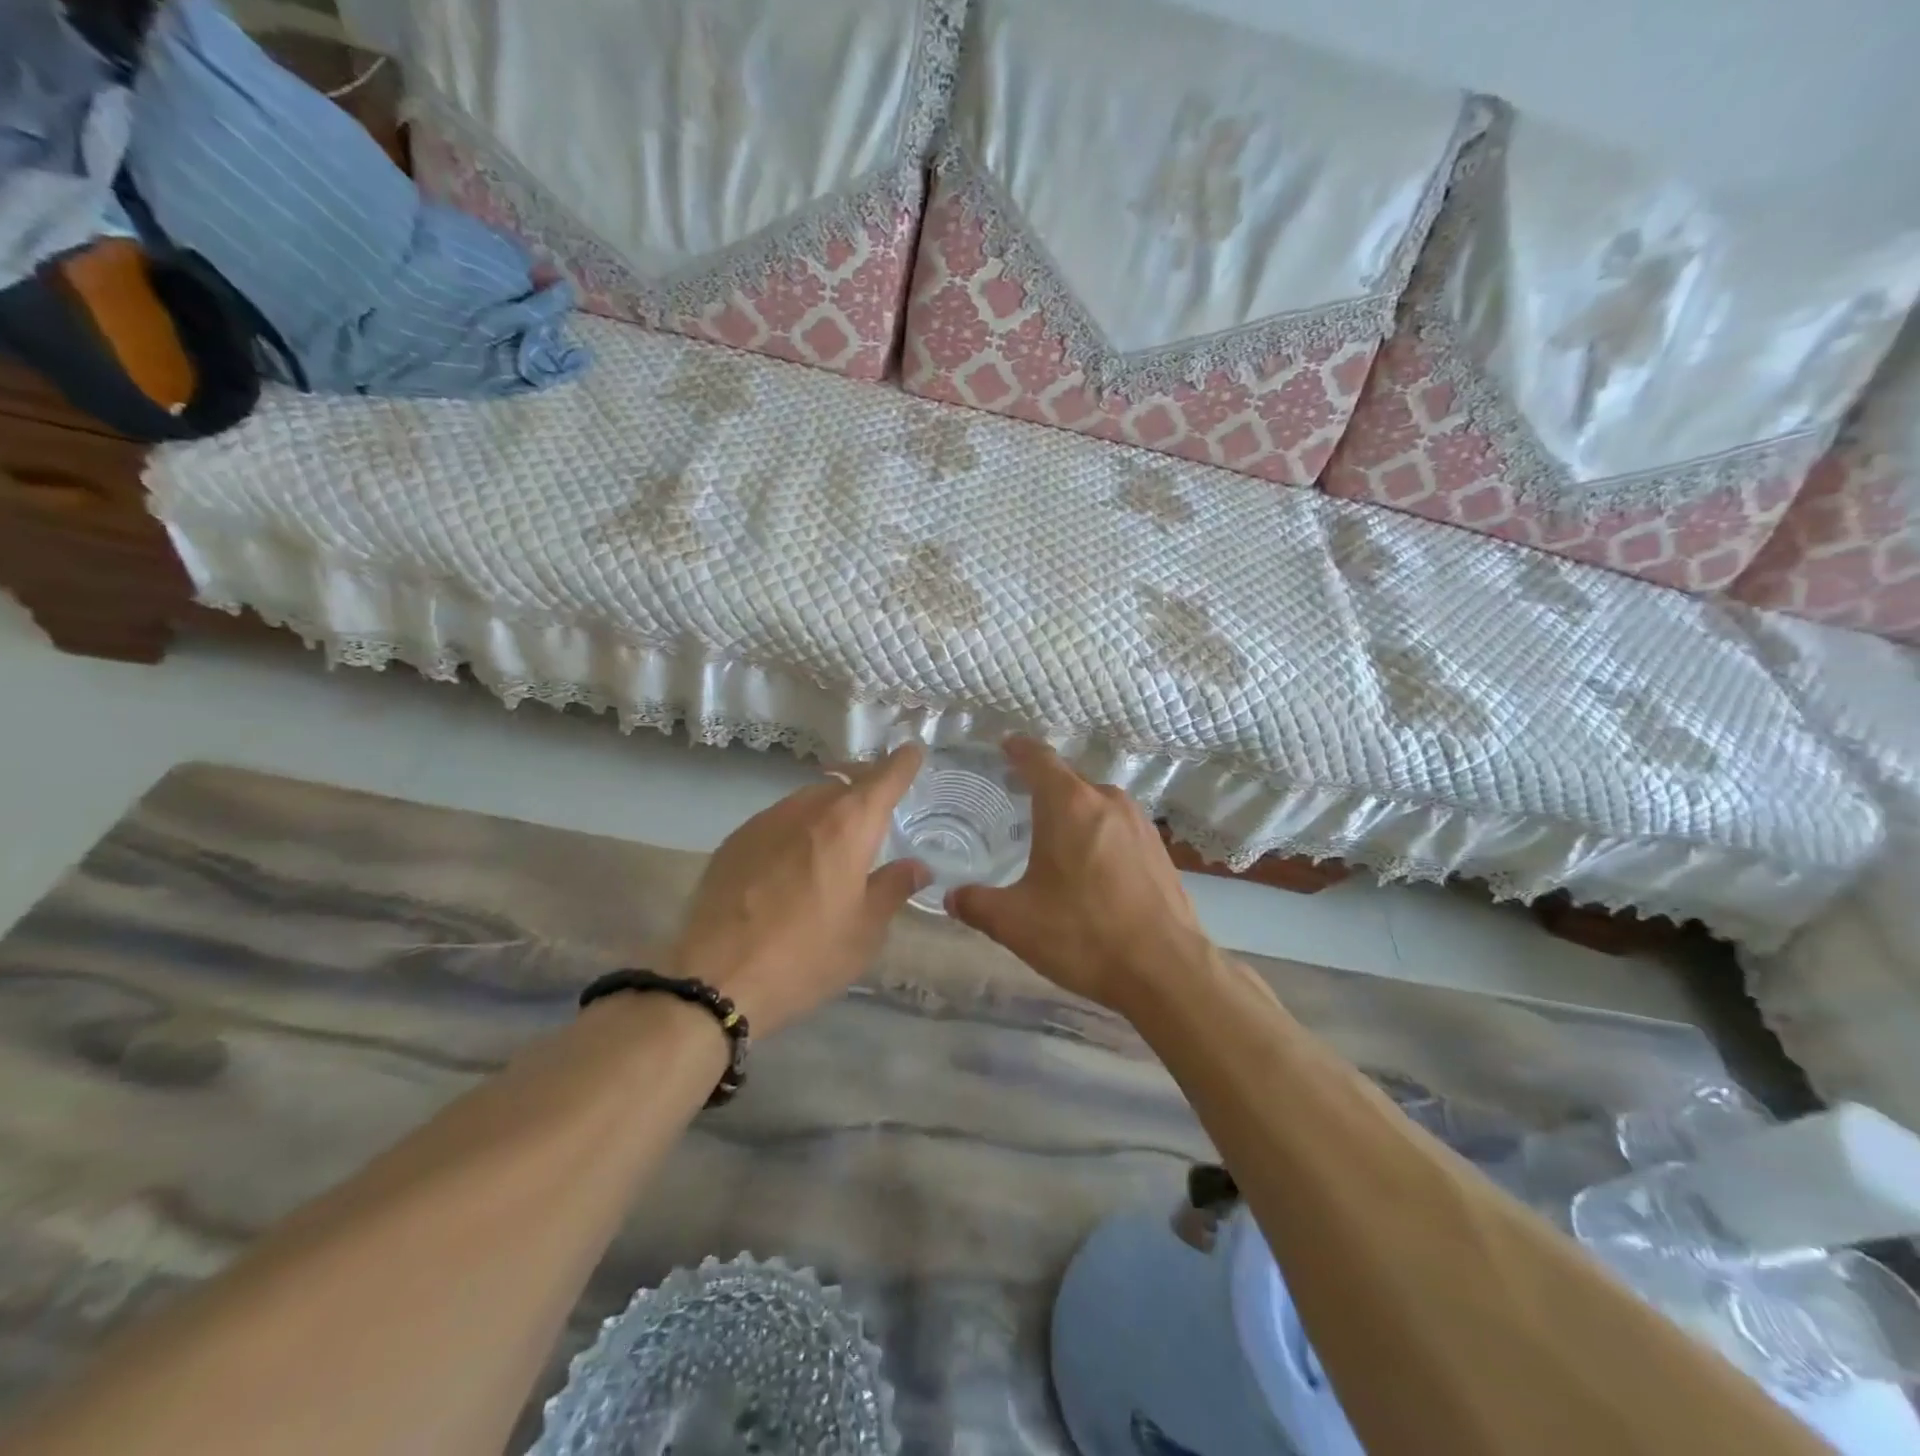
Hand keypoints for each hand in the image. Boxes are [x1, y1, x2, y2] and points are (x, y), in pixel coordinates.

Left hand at [666, 745, 930, 1036]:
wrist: (716, 979)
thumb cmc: (807, 955)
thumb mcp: (865, 930)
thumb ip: (893, 888)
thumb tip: (917, 866)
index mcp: (848, 825)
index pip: (884, 777)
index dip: (902, 763)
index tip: (912, 752)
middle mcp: (807, 809)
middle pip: (843, 783)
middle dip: (864, 788)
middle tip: (877, 812)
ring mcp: (764, 821)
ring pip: (807, 801)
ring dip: (827, 810)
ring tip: (834, 843)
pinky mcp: (734, 841)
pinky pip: (776, 821)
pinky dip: (795, 830)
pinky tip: (791, 865)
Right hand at [945, 738, 1213, 1012]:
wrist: (1166, 971)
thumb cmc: (1083, 935)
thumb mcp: (1015, 923)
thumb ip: (976, 904)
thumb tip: (951, 896)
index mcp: (1069, 804)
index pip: (1038, 757)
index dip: (1017, 748)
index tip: (1003, 746)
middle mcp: (1106, 801)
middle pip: (1067, 780)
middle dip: (1041, 786)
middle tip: (1016, 801)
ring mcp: (1139, 822)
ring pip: (1095, 803)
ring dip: (1072, 813)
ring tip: (1051, 837)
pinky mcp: (1159, 848)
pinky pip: (1118, 826)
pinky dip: (1097, 833)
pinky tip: (1089, 865)